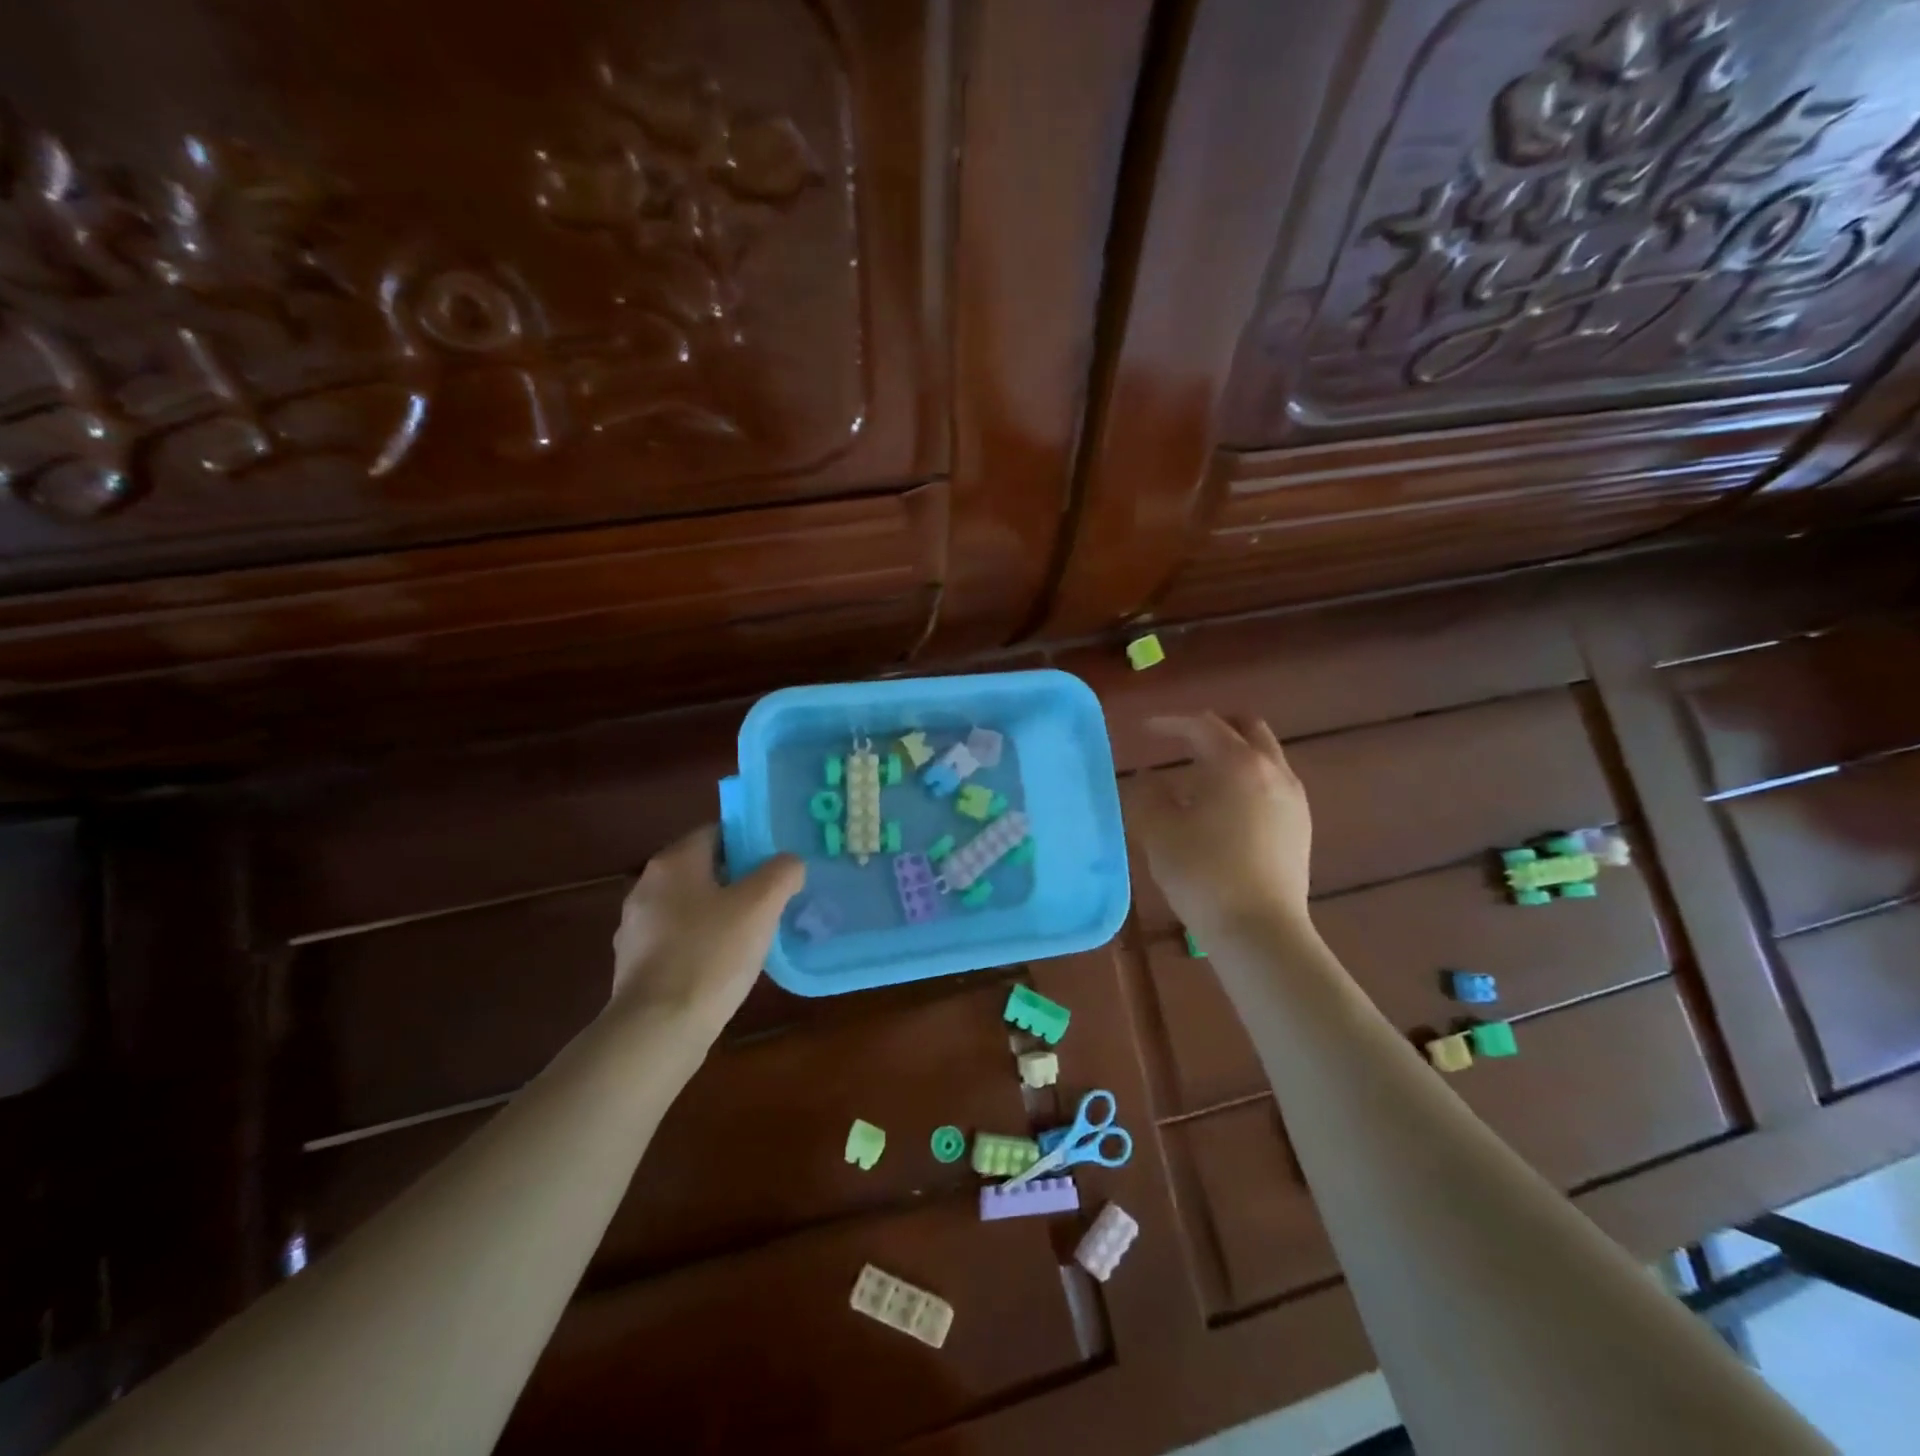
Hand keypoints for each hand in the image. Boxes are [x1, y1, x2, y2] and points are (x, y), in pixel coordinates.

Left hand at [611, 826, 804, 1036]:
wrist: (658, 1029)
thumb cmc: (711, 954)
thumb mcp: (761, 905)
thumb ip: (782, 872)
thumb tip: (789, 863)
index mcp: (673, 862)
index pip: (717, 832)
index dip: (751, 843)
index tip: (778, 863)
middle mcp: (647, 886)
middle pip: (704, 869)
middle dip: (739, 880)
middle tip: (774, 898)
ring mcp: (636, 927)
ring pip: (691, 906)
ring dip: (721, 913)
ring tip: (755, 933)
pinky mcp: (636, 964)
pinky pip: (679, 939)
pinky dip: (702, 943)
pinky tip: (725, 964)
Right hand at [1127, 713, 1312, 937]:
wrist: (1259, 931)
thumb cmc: (1202, 873)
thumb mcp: (1158, 831)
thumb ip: (1147, 794)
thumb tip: (1148, 778)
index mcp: (1237, 763)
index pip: (1202, 726)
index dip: (1170, 723)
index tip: (1145, 730)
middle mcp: (1272, 771)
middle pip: (1247, 728)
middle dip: (1214, 727)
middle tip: (1184, 740)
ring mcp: (1293, 799)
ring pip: (1265, 756)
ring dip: (1234, 754)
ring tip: (1202, 776)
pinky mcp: (1301, 826)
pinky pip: (1274, 784)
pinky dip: (1249, 779)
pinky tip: (1227, 808)